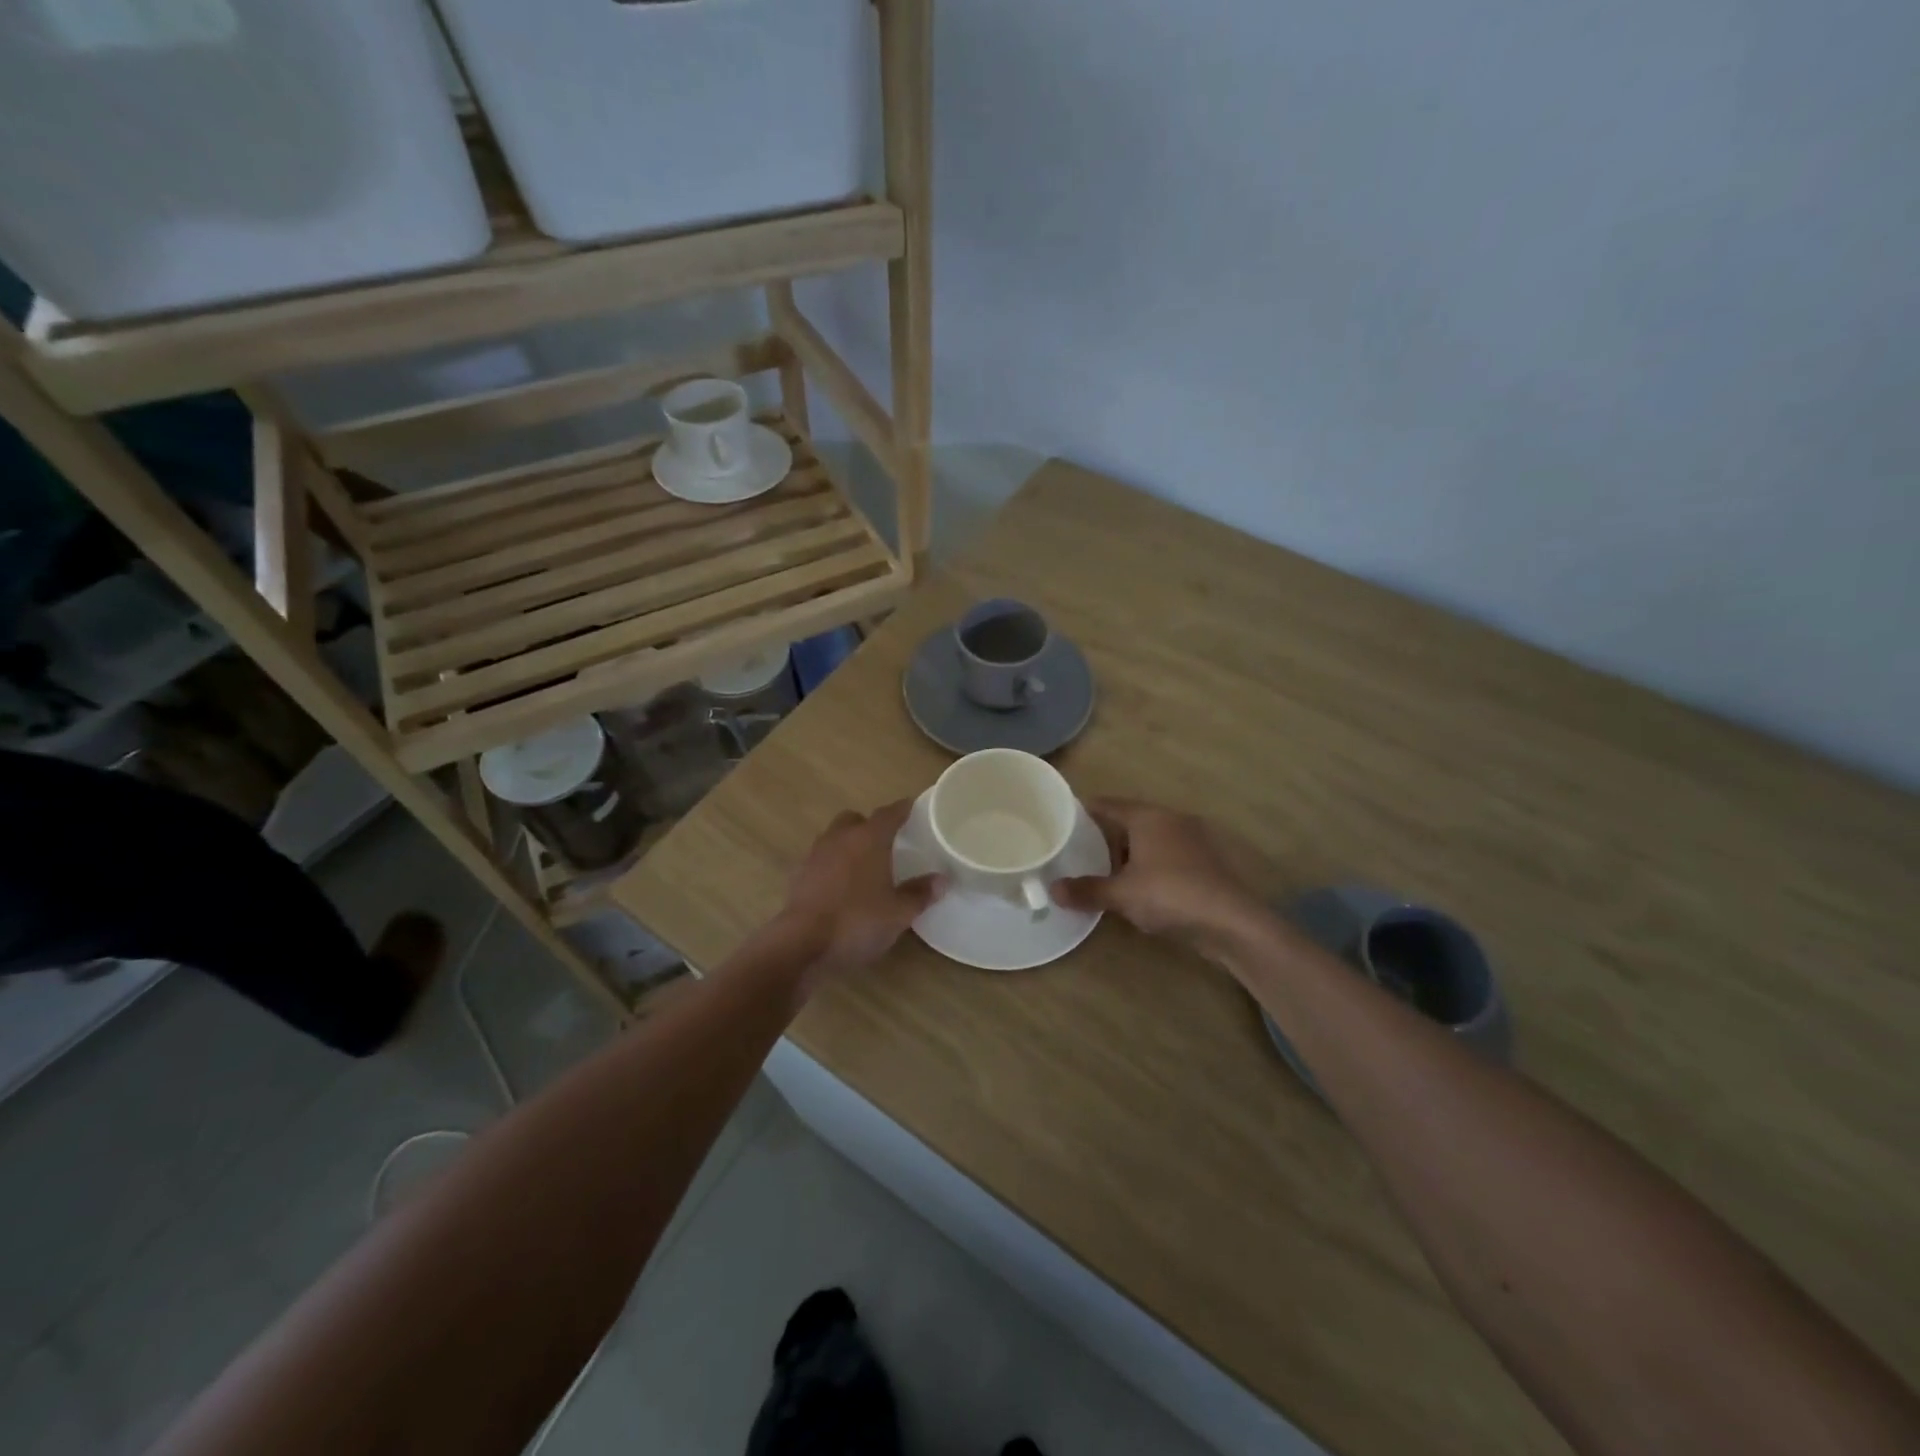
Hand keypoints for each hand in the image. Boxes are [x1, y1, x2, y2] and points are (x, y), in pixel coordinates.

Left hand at [777, 801, 941, 984]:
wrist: (802, 943)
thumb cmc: (857, 921)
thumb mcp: (898, 913)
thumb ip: (920, 894)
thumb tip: (942, 880)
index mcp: (869, 839)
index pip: (888, 814)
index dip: (901, 809)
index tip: (910, 806)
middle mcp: (840, 838)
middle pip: (854, 819)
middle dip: (868, 825)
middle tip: (884, 840)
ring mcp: (815, 855)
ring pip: (834, 837)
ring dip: (848, 844)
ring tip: (863, 864)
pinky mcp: (798, 876)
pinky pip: (820, 860)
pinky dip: (832, 865)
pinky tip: (840, 886)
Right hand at [1052, 797, 1266, 954]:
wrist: (1230, 921)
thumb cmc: (1170, 895)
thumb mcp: (1122, 895)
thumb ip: (1087, 890)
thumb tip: (1053, 890)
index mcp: (1147, 817)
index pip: (1107, 805)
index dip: (1083, 810)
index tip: (1061, 819)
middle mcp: (1170, 819)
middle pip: (1129, 820)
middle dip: (1104, 833)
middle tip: (1076, 847)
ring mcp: (1191, 839)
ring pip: (1149, 838)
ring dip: (1127, 851)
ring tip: (1102, 869)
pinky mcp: (1203, 862)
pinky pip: (1165, 855)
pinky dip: (1147, 864)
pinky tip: (1136, 884)